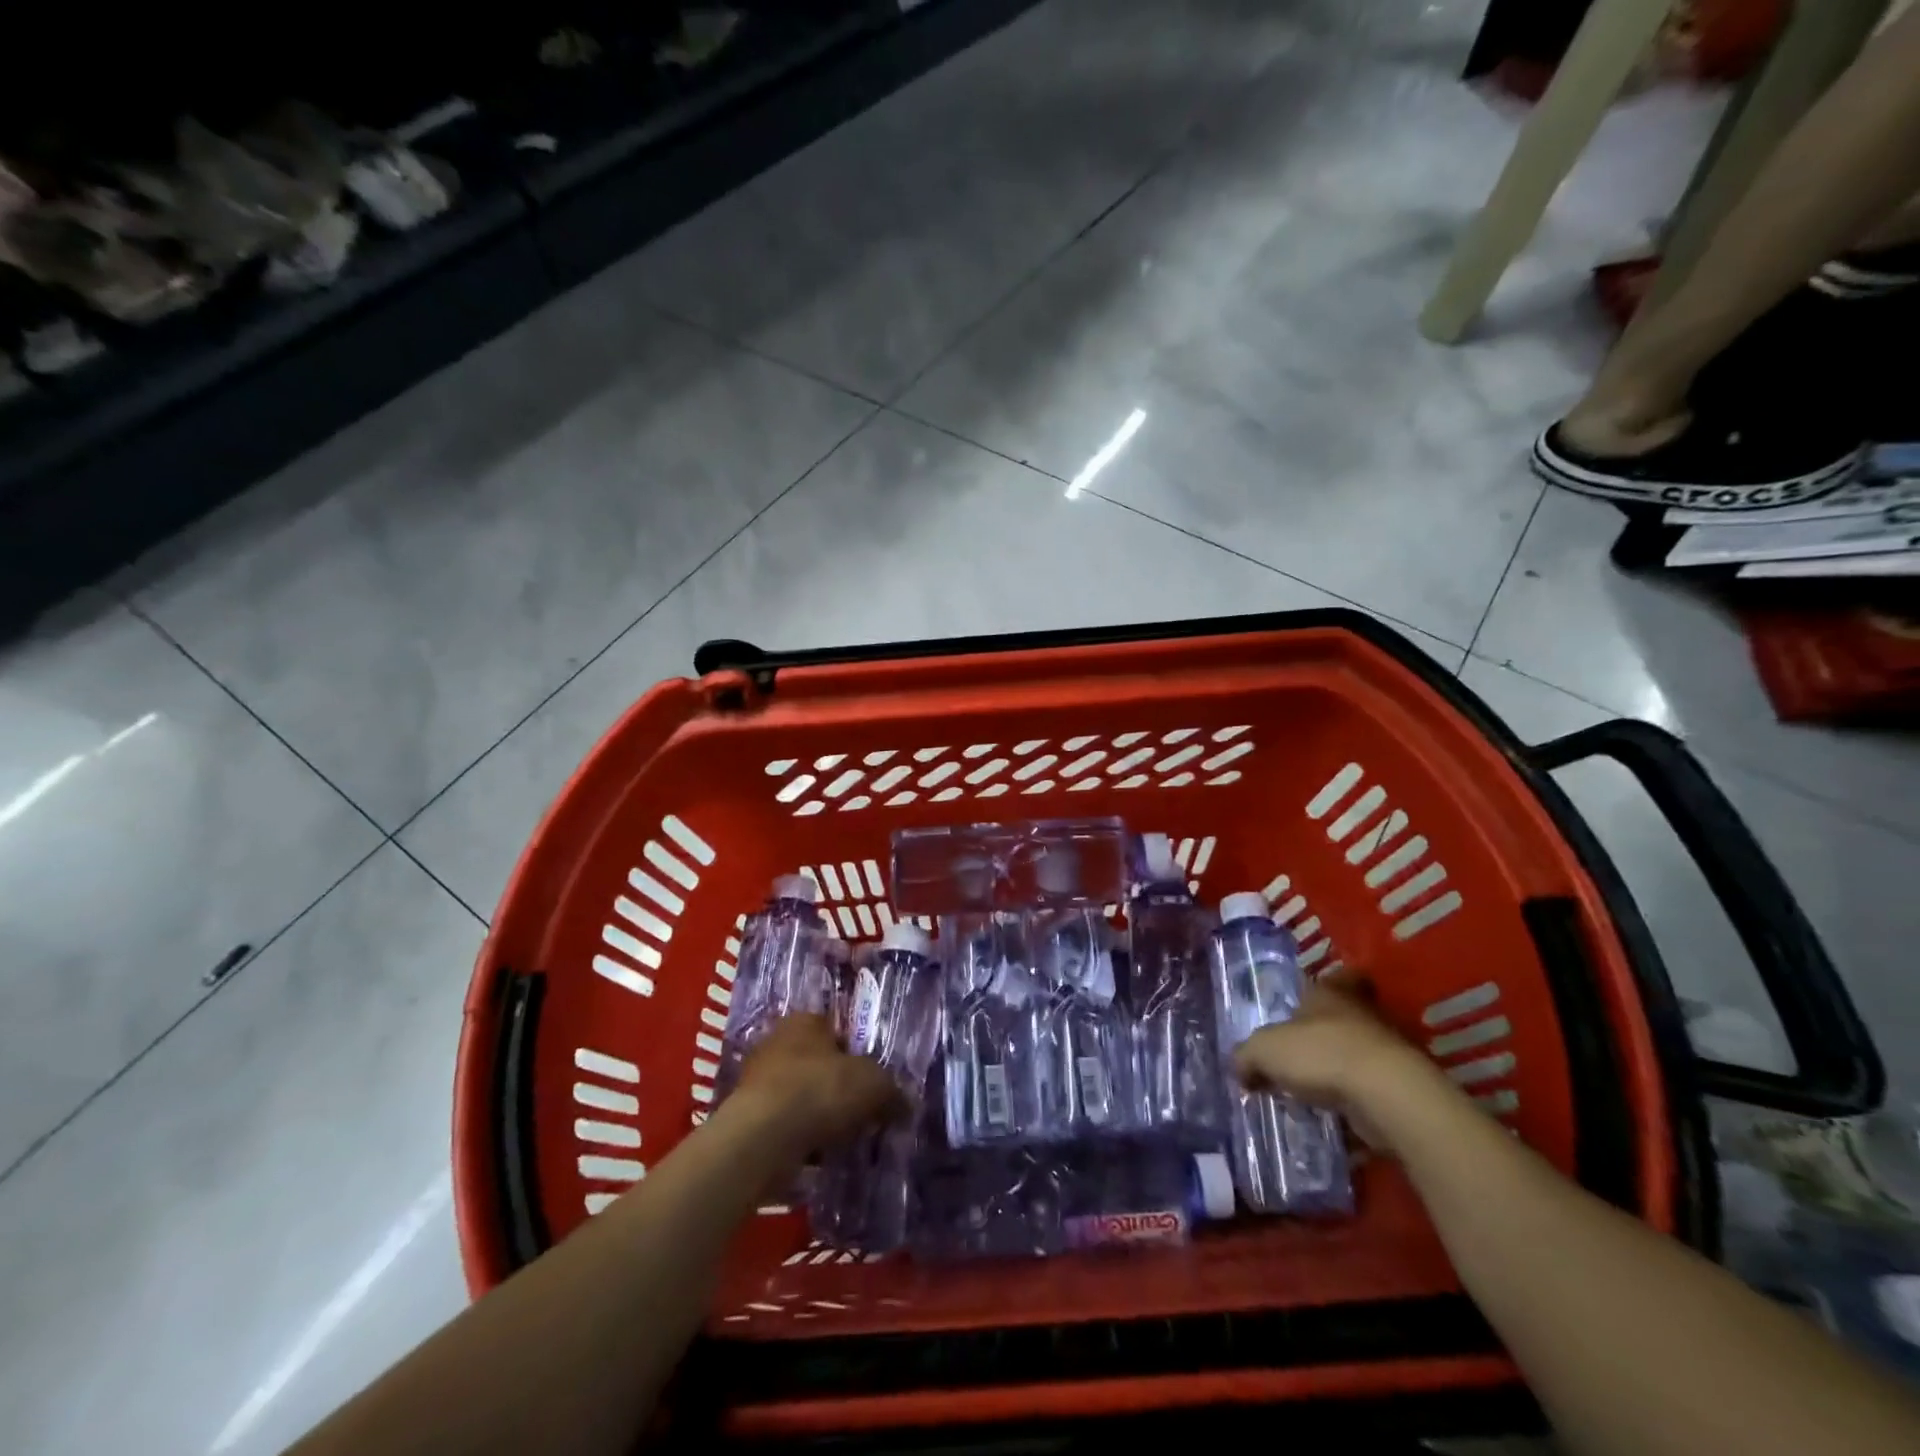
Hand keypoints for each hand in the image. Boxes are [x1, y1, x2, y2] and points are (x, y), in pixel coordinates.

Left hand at [732, 1014, 904, 1158]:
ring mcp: (759, 1080)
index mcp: (806, 1020)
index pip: (838, 1028)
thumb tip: (906, 1104)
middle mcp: (778, 1042)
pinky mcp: (748, 1117)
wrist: (763, 1139)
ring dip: (820, 1113)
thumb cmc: (821, 1091)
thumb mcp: (874, 1085)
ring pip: (802, 1094)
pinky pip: (786, 1124)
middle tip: (863, 1110)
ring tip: (845, 1138)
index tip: (874, 1079)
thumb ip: (893, 1091)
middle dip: (839, 1086)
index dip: (859, 1052)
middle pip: (819, 1062)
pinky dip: (801, 1136)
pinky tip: (820, 1155)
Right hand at [1231, 973, 1438, 1150]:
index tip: (1307, 1005)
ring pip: (1359, 1052)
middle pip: (1346, 1015)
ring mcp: (1386, 1050)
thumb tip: (1241, 1069)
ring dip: (1341, 1068)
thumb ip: (1247, 1056)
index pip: (1334, 977)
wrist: (1386, 1095)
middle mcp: (1361, 1013)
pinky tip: (1336, 1115)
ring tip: (1314, 1089)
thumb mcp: (1265, 1050)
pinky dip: (1357, 1099)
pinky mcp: (1400, 1086)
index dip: (1325, 987)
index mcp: (1330, 992)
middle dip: (1327, 1031)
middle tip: (1302, 1050)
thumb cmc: (1320, 1053)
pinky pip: (1371, 1088)